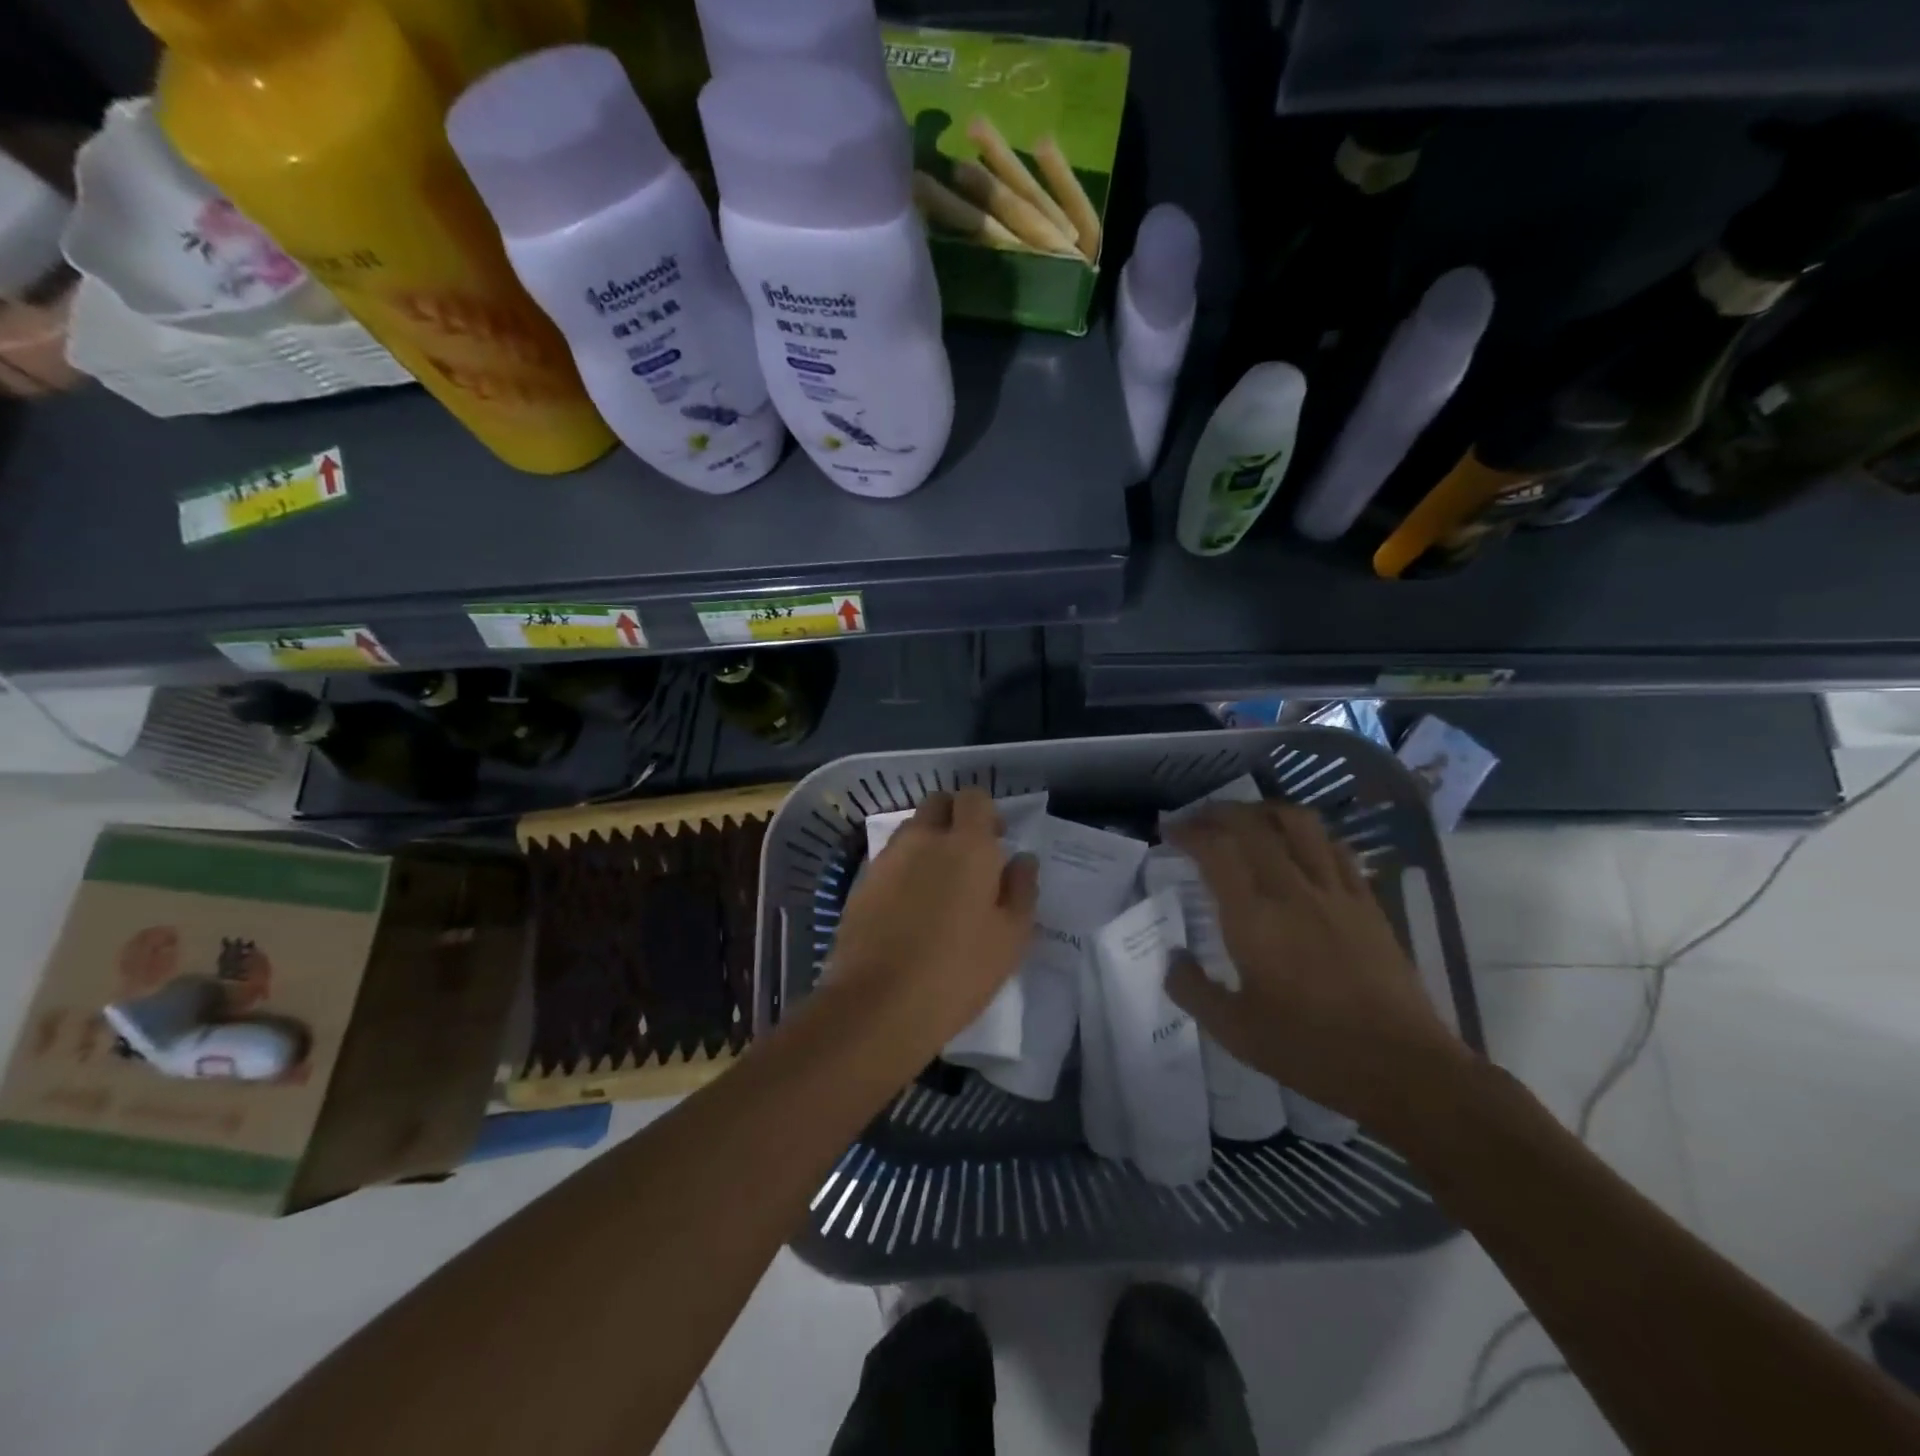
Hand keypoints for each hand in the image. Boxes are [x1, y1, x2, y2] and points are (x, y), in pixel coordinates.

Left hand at [827, 788, 1038, 1060]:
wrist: (879, 1005)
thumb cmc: (958, 971)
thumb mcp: (1011, 938)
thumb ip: (1021, 889)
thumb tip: (1021, 859)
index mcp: (967, 845)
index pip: (974, 798)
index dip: (986, 813)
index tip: (996, 841)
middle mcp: (923, 840)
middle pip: (937, 804)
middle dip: (954, 818)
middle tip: (968, 857)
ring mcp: (887, 859)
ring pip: (911, 831)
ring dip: (927, 842)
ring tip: (938, 886)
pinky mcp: (861, 884)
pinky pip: (889, 860)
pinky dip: (903, 870)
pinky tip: (910, 908)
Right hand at [1164, 803, 1469, 1124]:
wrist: (1402, 1067)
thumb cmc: (1310, 1050)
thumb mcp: (1234, 1031)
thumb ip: (1192, 990)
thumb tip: (1171, 957)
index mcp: (1253, 919)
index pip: (1215, 850)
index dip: (1188, 832)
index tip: (1169, 832)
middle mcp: (1291, 891)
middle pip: (1252, 826)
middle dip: (1218, 813)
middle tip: (1198, 820)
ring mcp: (1334, 892)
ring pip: (1299, 824)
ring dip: (1265, 811)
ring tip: (1247, 820)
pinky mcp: (1366, 903)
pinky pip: (1335, 848)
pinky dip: (1309, 834)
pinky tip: (1300, 845)